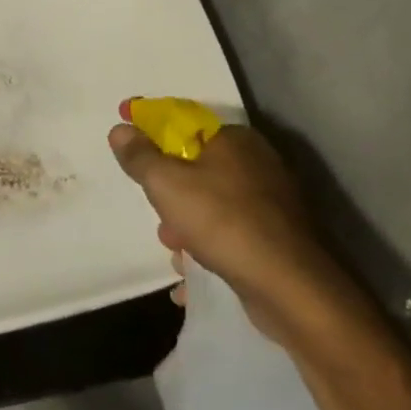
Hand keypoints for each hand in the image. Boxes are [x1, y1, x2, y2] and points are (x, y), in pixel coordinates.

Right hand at [107, 107, 366, 345]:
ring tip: (176, 251)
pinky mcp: (278, 238)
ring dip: (186, 226)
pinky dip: (209, 248)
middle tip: (157, 213)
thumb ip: (140, 155)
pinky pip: (230, 234)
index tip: (124, 135)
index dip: (149, 128)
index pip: (183, 122)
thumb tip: (121, 129)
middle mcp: (258, 163)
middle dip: (169, 193)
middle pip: (195, 167)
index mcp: (235, 139)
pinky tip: (192, 271)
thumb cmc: (222, 221)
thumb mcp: (166, 183)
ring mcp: (273, 202)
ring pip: (211, 204)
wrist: (290, 287)